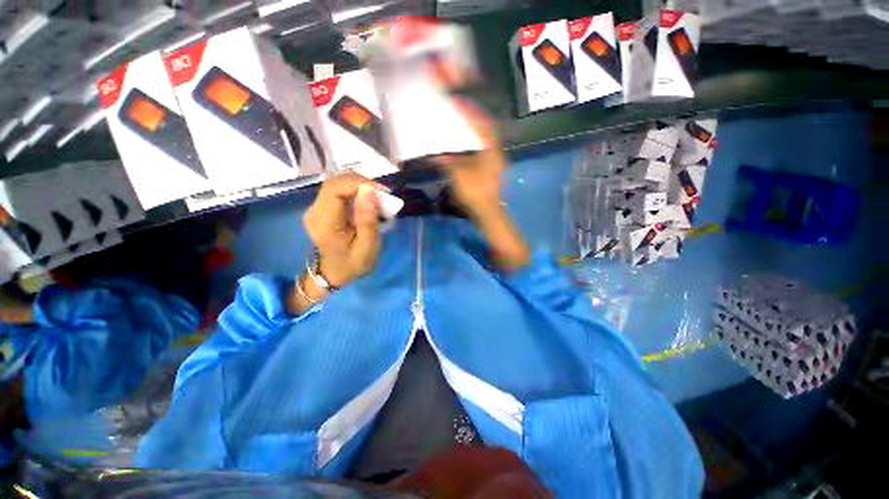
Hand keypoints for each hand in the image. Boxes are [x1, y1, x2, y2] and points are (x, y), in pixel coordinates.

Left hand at [303, 173, 383, 288]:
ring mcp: (316, 208)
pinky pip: (339, 191)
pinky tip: (368, 202)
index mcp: (324, 222)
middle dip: (362, 183)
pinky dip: (356, 192)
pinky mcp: (321, 207)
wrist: (334, 273)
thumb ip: (368, 220)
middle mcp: (314, 211)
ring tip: (378, 198)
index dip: (359, 183)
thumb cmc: (353, 263)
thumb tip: (369, 190)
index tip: (382, 192)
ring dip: (360, 186)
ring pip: (337, 184)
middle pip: (335, 182)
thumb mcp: (368, 247)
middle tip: (383, 195)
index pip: (335, 189)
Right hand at [435, 100, 505, 219]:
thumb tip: (433, 154)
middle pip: (487, 130)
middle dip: (474, 119)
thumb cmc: (475, 192)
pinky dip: (474, 146)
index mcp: (491, 150)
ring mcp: (495, 163)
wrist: (487, 212)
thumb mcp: (458, 175)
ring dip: (475, 132)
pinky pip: (483, 152)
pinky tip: (464, 148)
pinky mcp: (491, 171)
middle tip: (460, 112)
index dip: (471, 112)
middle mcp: (496, 153)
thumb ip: (446, 161)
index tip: (458, 102)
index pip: (483, 124)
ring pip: (485, 141)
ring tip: (461, 126)